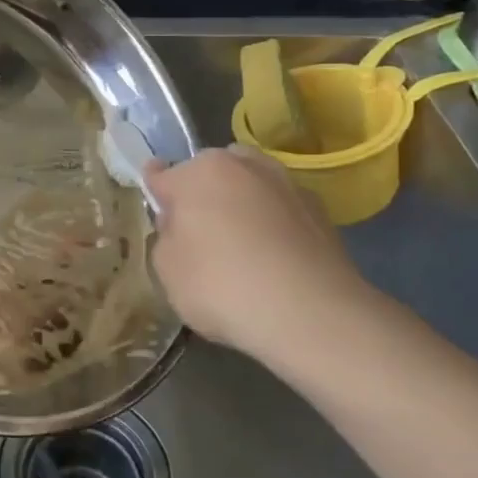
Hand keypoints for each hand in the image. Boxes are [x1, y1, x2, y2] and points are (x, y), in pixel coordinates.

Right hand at [145, 146, 381, 371]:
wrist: (311, 313)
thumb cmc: (222, 286)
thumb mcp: (167, 270)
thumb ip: (167, 238)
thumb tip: (183, 226)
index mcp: (198, 172)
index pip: (163, 175)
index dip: (157, 193)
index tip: (159, 210)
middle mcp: (242, 164)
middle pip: (211, 173)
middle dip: (203, 194)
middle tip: (199, 234)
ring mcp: (286, 183)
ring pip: (251, 186)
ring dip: (242, 204)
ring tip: (242, 246)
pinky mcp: (319, 209)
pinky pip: (281, 210)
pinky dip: (274, 224)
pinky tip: (274, 259)